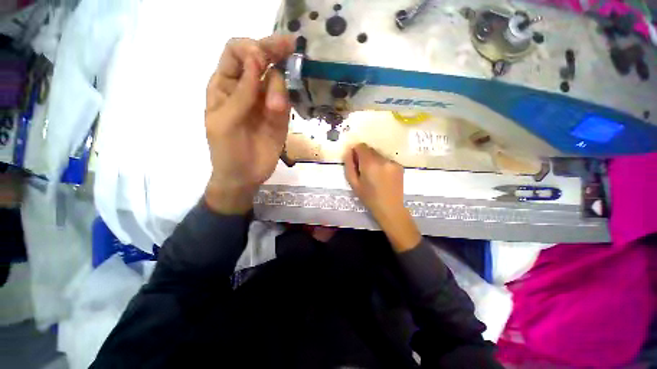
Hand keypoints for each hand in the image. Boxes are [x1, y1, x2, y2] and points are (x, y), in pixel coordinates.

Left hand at [204, 36, 293, 213]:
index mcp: (226, 85)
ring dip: (278, 89)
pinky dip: (284, 101)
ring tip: (275, 110)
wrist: (244, 175)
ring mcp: (265, 102)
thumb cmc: (226, 150)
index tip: (261, 58)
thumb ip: (241, 93)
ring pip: (276, 81)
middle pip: (260, 60)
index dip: (249, 49)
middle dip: (273, 50)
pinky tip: (279, 111)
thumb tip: (256, 58)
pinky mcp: (280, 117)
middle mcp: (247, 88)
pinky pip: (285, 100)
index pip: (236, 52)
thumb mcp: (225, 121)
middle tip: (291, 45)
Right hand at [343, 144, 420, 251]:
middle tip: (364, 170)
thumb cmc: (369, 198)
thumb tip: (348, 151)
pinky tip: (383, 176)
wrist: (390, 208)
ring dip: (374, 160)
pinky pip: (387, 159)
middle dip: (365, 156)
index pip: (361, 146)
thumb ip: (349, 165)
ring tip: (374, 175)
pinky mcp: (399, 166)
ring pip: (379, 154)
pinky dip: (382, 164)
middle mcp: (383, 159)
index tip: (355, 161)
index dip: (356, 151)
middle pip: (370, 149)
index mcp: (370, 163)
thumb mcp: (354, 183)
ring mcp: (393, 162)